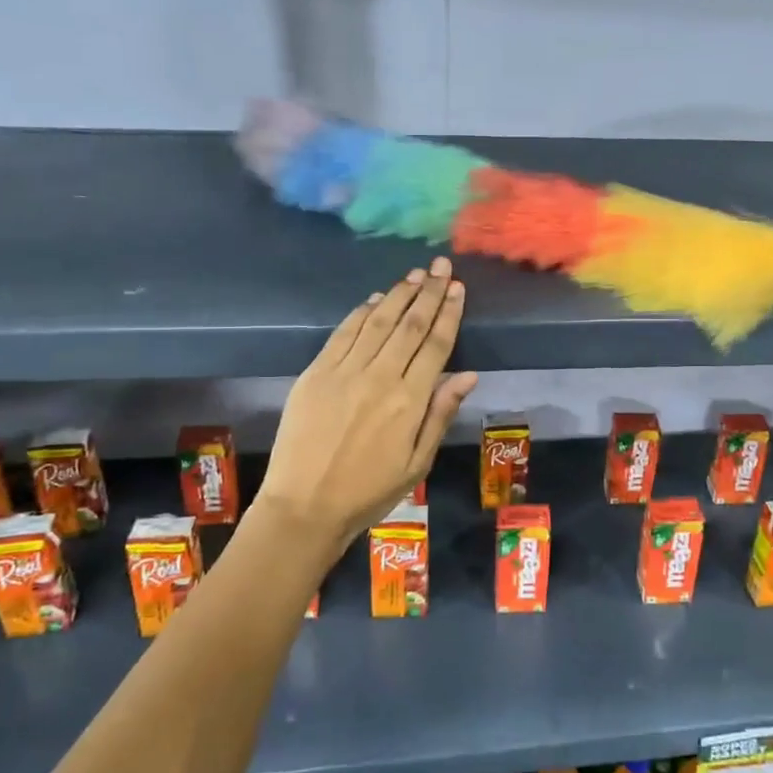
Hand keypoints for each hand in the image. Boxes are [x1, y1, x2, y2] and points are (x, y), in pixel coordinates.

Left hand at [257, 256, 478, 548]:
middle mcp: (379, 377)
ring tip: (416, 275)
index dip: (449, 313)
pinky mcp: (315, 373)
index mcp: (409, 401)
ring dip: (399, 295)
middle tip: (442, 266)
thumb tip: (467, 374)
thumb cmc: (368, 492)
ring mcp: (343, 372)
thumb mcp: (417, 462)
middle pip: (410, 325)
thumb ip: (440, 414)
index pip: (435, 345)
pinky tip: (376, 299)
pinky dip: (361, 313)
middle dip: (429, 292)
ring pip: (378, 322)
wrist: (304, 506)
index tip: (458, 288)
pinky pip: (343, 333)